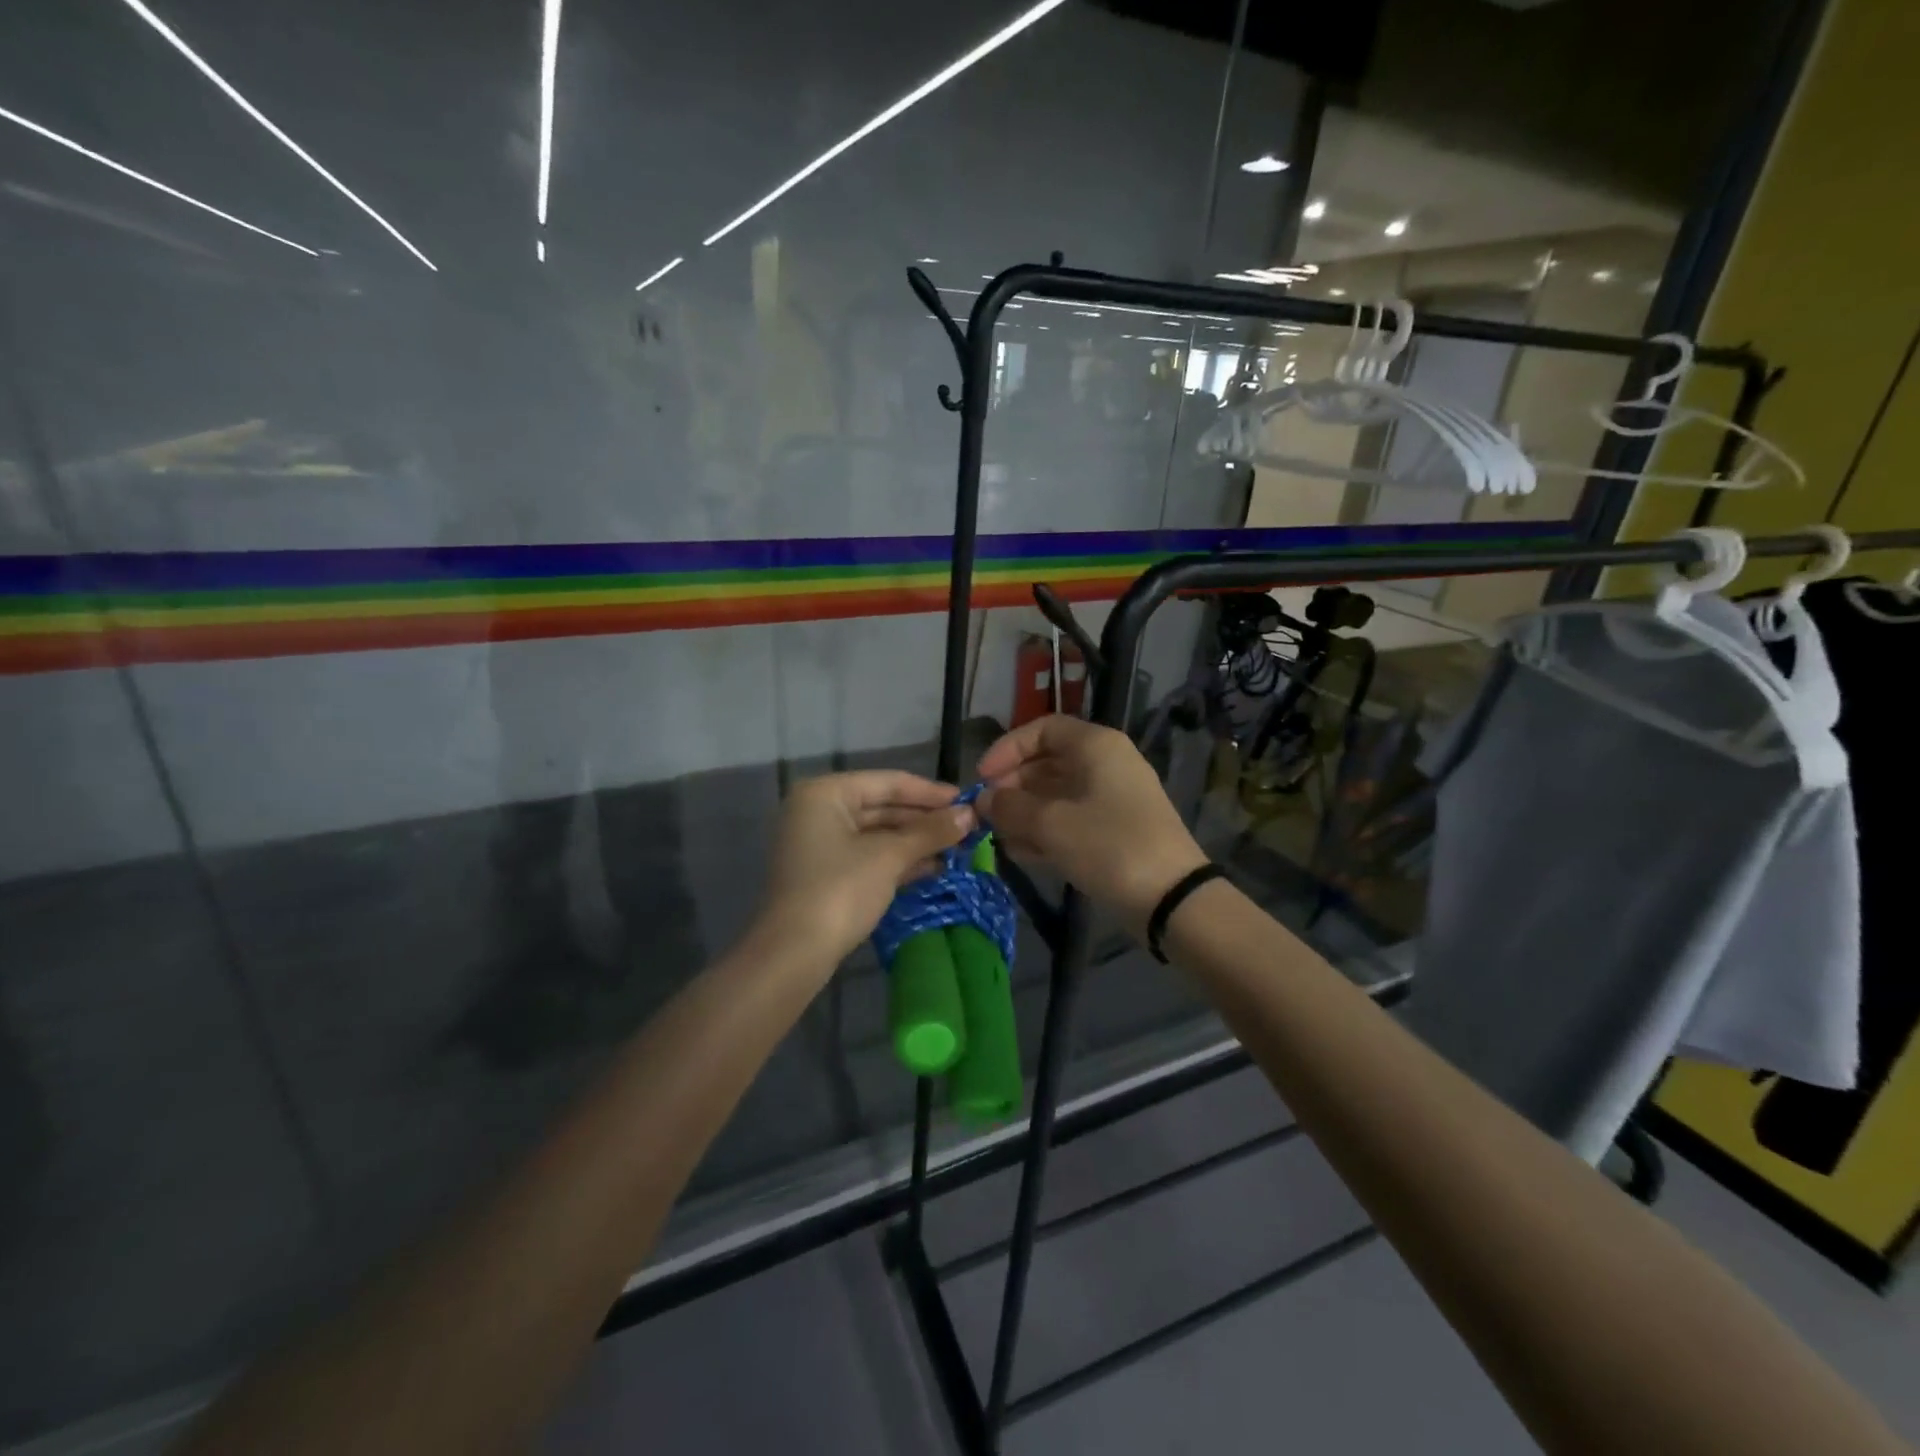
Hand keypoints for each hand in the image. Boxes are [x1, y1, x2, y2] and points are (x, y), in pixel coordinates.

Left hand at [755, 771, 975, 968]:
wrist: (794, 953)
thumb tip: (970, 814)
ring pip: (877, 833)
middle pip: (882, 806)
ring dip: (916, 841)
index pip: (888, 783)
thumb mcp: (889, 857)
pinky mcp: (825, 873)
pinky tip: (933, 867)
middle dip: (925, 820)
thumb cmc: (840, 890)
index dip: (931, 792)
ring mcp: (819, 843)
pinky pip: (868, 855)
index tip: (968, 801)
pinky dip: (898, 860)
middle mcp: (818, 810)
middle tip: (968, 828)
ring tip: (958, 849)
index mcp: (826, 793)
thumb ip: (930, 832)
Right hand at [978, 715, 1206, 934]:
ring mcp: (1112, 798)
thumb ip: (1010, 806)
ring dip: (1024, 812)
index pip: (1042, 729)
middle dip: (1012, 786)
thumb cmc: (1108, 846)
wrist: (1171, 898)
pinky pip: (1070, 820)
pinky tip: (1020, 853)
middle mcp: (1105, 764)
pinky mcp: (1114, 830)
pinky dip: (1045, 831)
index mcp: (1095, 746)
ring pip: (1056, 794)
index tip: (983, 778)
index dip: (1008, 749)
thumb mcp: (1051, 824)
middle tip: (986, 813)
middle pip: (1047, 762)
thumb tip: (983, 799)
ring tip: (997, 837)